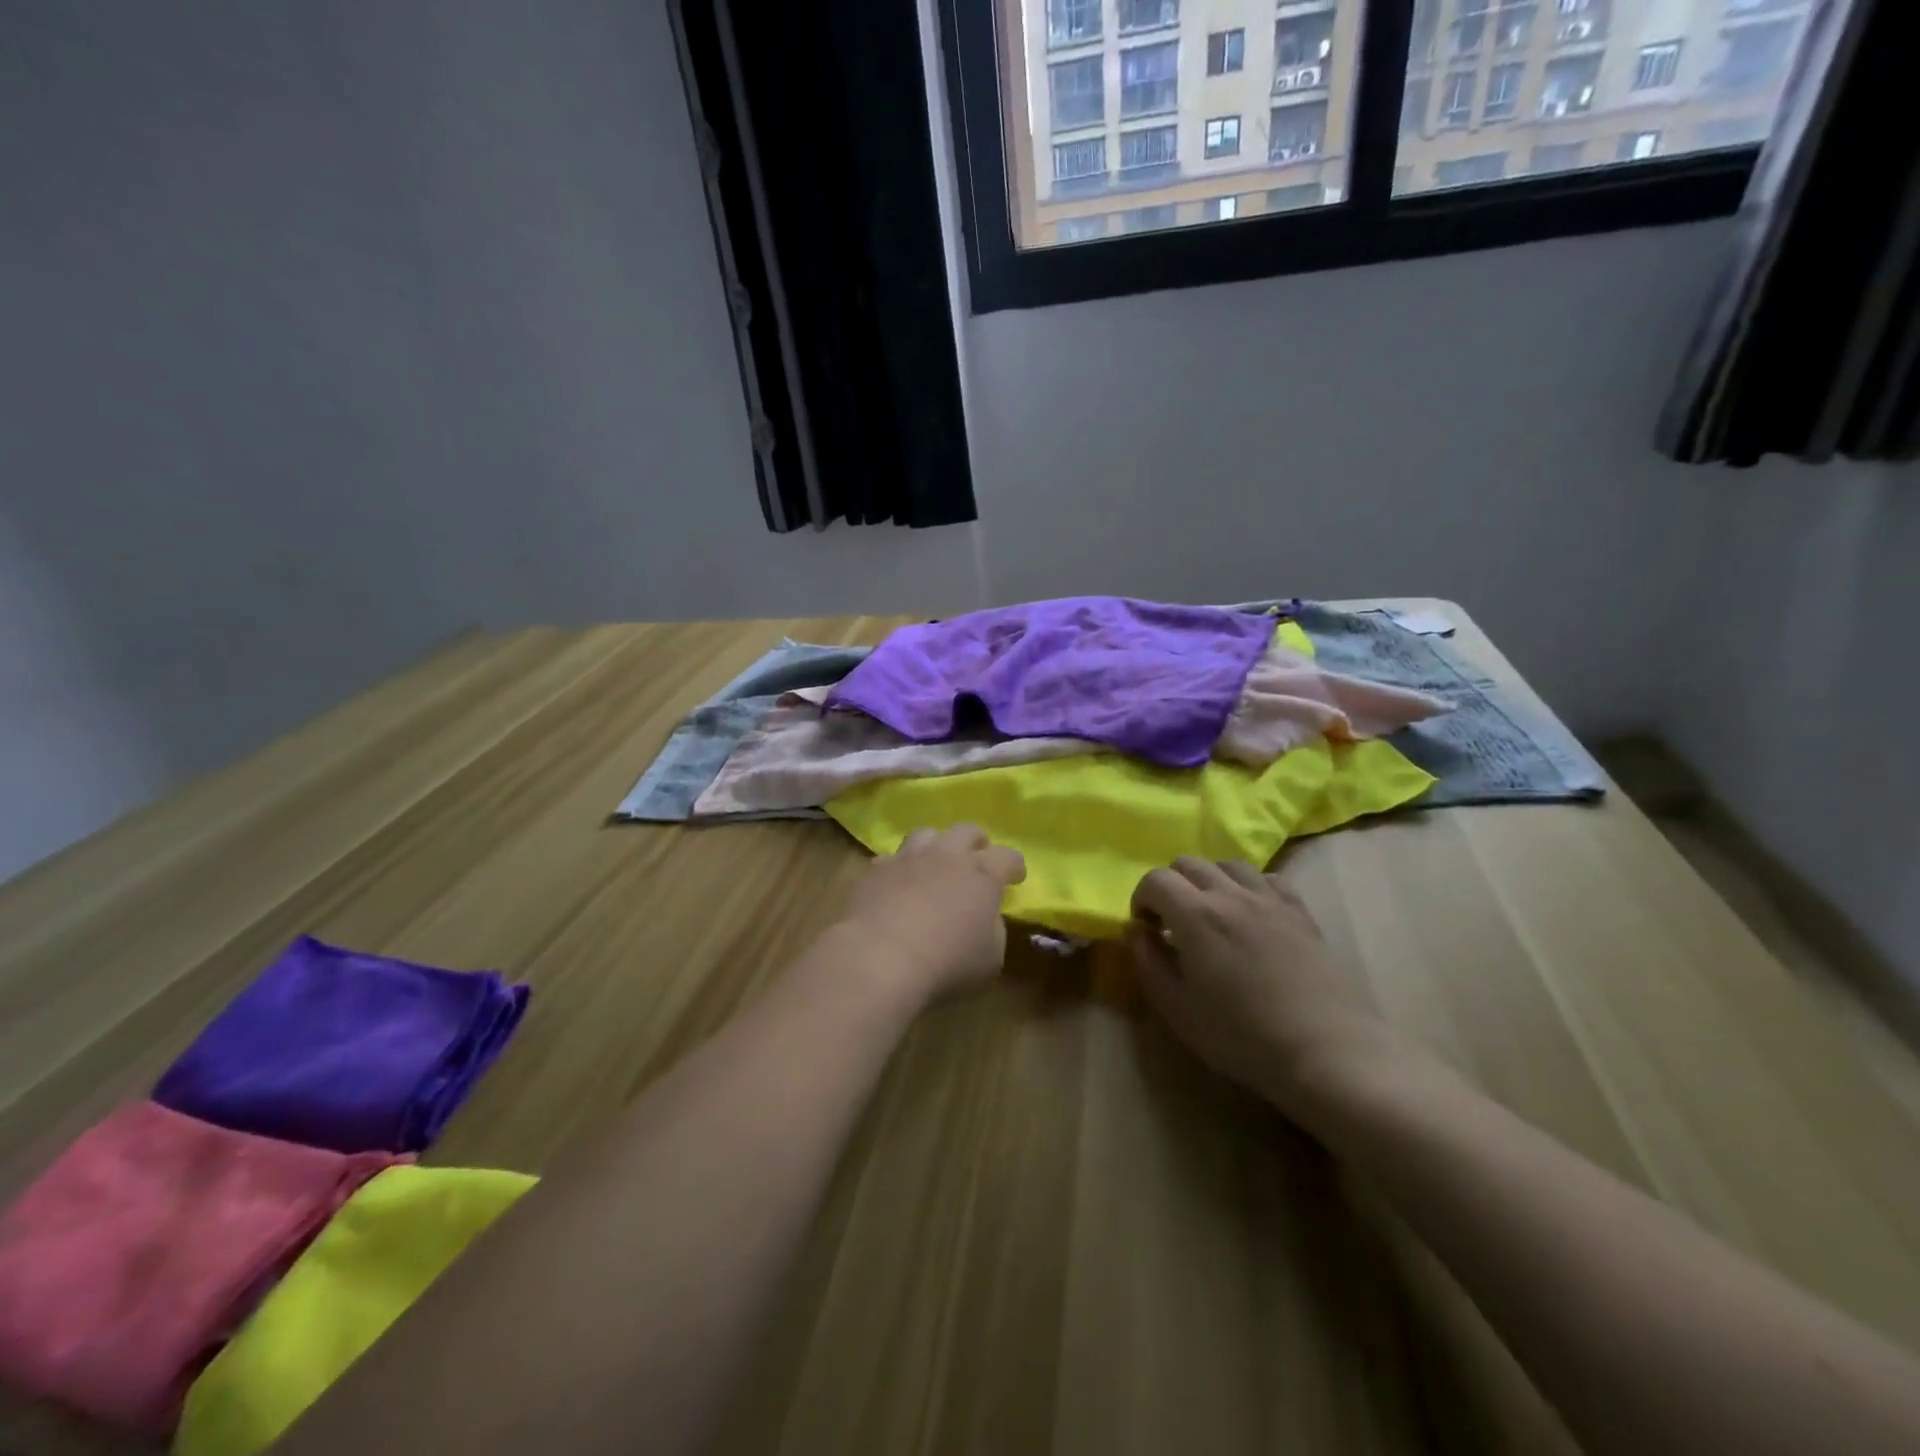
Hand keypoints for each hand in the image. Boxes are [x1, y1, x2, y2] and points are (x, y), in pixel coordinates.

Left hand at [834, 825, 1026, 1004]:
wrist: (880, 957)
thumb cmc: (947, 963)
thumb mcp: (990, 958)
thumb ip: (993, 931)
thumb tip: (985, 919)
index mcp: (982, 874)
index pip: (1008, 856)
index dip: (1014, 865)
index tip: (1016, 877)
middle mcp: (946, 855)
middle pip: (966, 830)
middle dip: (976, 841)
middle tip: (977, 857)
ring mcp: (908, 858)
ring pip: (926, 834)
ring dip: (936, 846)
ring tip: (935, 863)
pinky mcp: (875, 871)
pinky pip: (891, 859)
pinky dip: (899, 869)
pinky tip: (897, 885)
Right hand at [1128, 858, 1401, 1120]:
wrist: (1326, 1051)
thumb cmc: (1241, 1036)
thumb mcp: (1177, 1008)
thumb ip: (1148, 961)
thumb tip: (1136, 930)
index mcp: (1195, 915)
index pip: (1155, 880)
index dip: (1141, 899)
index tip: (1146, 929)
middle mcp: (1230, 894)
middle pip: (1189, 863)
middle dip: (1171, 886)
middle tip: (1173, 922)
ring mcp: (1270, 900)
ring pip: (1228, 864)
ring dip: (1210, 880)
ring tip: (1211, 914)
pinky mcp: (1300, 912)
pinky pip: (1268, 879)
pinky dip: (1250, 887)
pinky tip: (1252, 915)